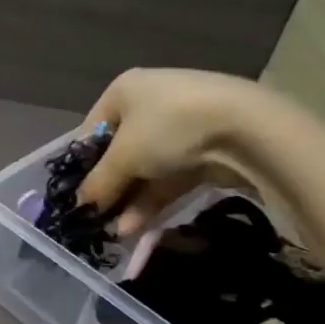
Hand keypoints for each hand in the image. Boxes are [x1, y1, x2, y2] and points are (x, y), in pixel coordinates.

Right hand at [75, 69, 275, 234]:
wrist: (247, 129)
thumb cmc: (169, 128)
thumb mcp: (124, 156)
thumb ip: (99, 182)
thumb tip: (80, 204)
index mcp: (125, 90)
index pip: (92, 129)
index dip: (82, 164)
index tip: (77, 196)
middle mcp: (150, 103)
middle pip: (120, 152)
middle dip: (110, 187)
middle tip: (97, 218)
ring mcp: (180, 128)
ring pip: (146, 169)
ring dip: (131, 201)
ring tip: (117, 232)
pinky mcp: (205, 151)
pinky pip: (170, 178)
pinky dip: (154, 201)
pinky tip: (138, 228)